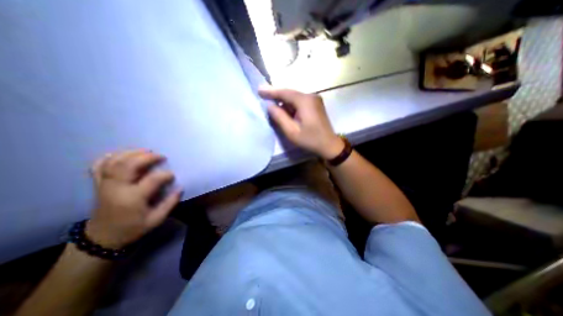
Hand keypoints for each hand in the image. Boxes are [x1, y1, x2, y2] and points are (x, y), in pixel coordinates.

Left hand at [86, 151, 182, 249]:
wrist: (102, 238)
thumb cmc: (132, 228)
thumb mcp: (156, 220)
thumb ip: (170, 203)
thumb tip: (180, 188)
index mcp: (133, 198)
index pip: (152, 179)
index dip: (165, 175)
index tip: (172, 176)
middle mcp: (117, 188)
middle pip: (128, 165)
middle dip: (147, 157)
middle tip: (160, 156)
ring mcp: (105, 185)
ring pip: (114, 162)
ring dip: (130, 153)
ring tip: (145, 151)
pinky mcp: (98, 184)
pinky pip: (98, 166)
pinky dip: (109, 157)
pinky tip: (122, 154)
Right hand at [259, 86, 342, 158]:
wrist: (329, 145)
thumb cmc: (310, 140)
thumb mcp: (292, 131)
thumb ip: (279, 117)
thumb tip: (270, 106)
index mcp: (305, 101)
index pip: (285, 92)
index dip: (271, 91)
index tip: (259, 90)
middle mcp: (311, 96)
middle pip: (290, 94)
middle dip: (276, 96)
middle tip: (263, 96)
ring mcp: (315, 100)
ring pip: (294, 98)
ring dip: (284, 102)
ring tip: (272, 105)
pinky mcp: (316, 104)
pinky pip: (300, 102)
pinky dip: (291, 105)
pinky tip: (285, 110)